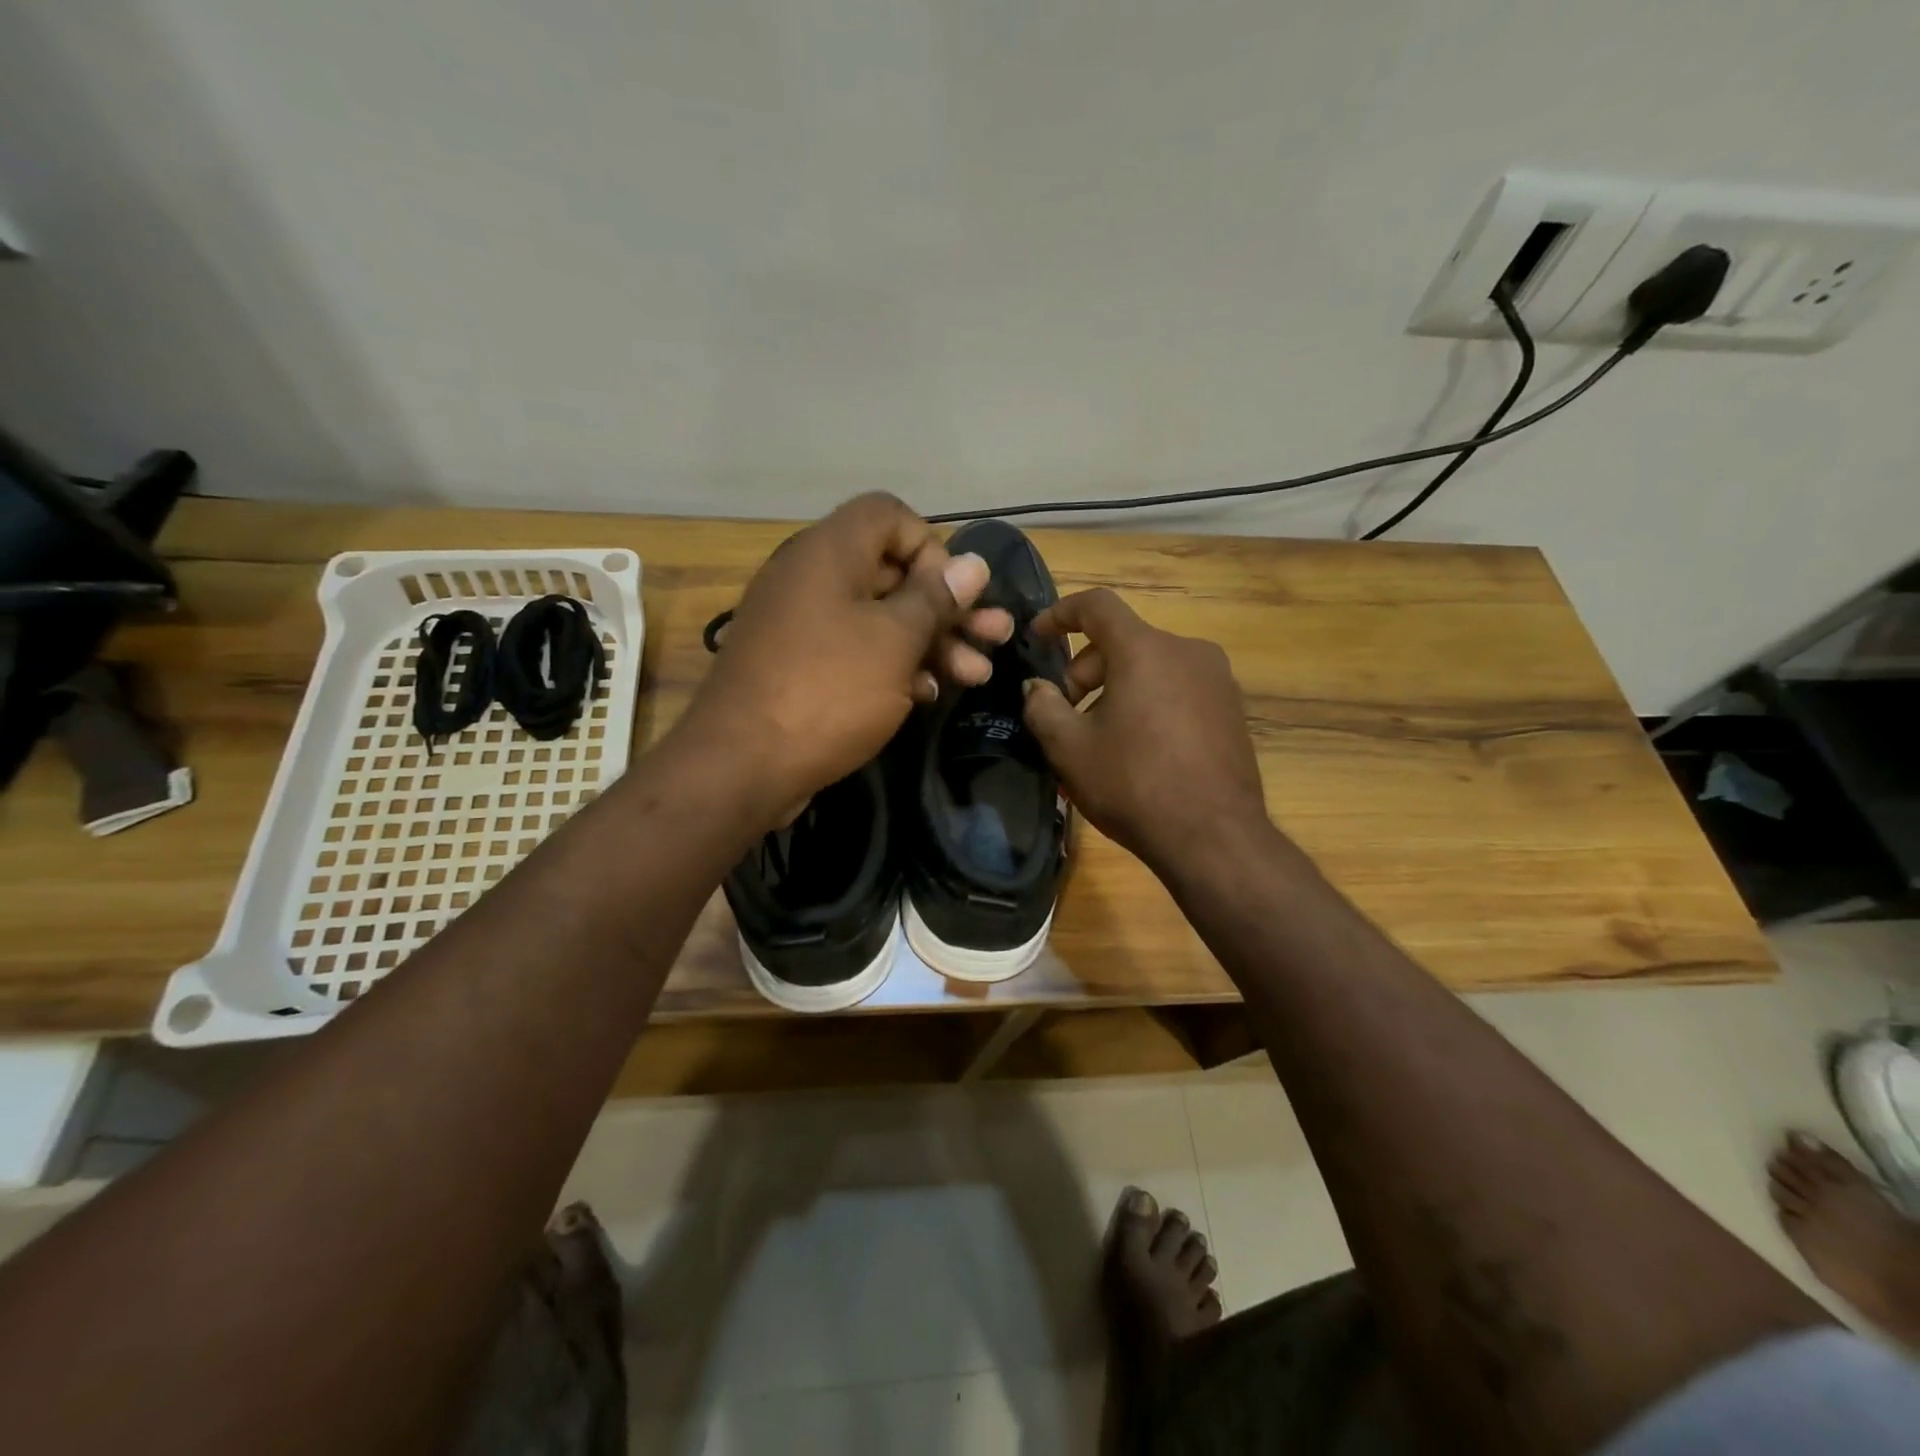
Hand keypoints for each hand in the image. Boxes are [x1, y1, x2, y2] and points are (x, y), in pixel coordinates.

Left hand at [679, 494, 1011, 818]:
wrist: (741, 765)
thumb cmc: (828, 689)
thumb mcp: (894, 641)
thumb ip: (935, 598)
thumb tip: (973, 563)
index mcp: (829, 552)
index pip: (889, 516)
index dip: (932, 546)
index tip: (957, 592)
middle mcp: (812, 577)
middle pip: (893, 573)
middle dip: (949, 606)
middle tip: (995, 636)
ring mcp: (803, 625)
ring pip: (880, 618)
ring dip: (932, 642)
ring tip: (977, 674)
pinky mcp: (800, 666)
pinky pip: (856, 651)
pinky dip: (894, 666)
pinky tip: (929, 693)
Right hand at [1021, 588, 1268, 873]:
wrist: (1214, 837)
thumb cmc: (1133, 784)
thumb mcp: (1070, 748)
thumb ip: (1042, 707)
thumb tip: (1036, 687)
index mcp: (1145, 650)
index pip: (1097, 606)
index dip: (1061, 613)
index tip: (1038, 636)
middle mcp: (1187, 652)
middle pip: (1124, 642)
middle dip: (1085, 671)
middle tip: (1065, 714)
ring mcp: (1217, 680)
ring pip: (1151, 668)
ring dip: (1116, 690)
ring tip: (1099, 739)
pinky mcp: (1232, 710)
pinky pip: (1177, 690)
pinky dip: (1148, 703)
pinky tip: (1138, 750)